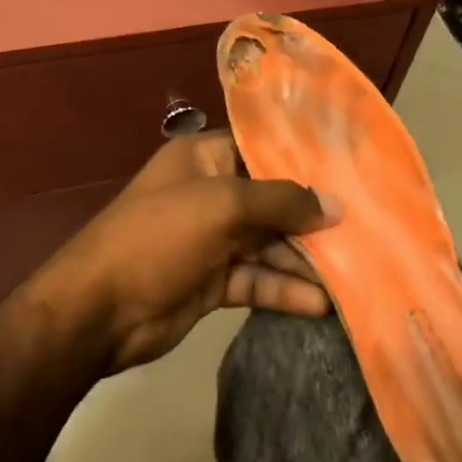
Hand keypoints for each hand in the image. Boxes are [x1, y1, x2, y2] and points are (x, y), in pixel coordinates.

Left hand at [22, 131, 337, 374]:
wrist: (98, 312)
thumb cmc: (159, 237)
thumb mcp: (221, 205)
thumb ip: (281, 202)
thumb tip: (335, 206)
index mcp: (203, 159)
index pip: (262, 150)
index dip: (304, 161)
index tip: (351, 171)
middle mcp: (210, 194)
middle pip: (272, 200)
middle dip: (312, 216)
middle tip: (364, 228)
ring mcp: (212, 240)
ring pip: (269, 244)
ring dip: (305, 258)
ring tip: (354, 270)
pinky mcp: (214, 282)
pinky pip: (257, 280)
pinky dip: (285, 290)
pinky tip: (320, 303)